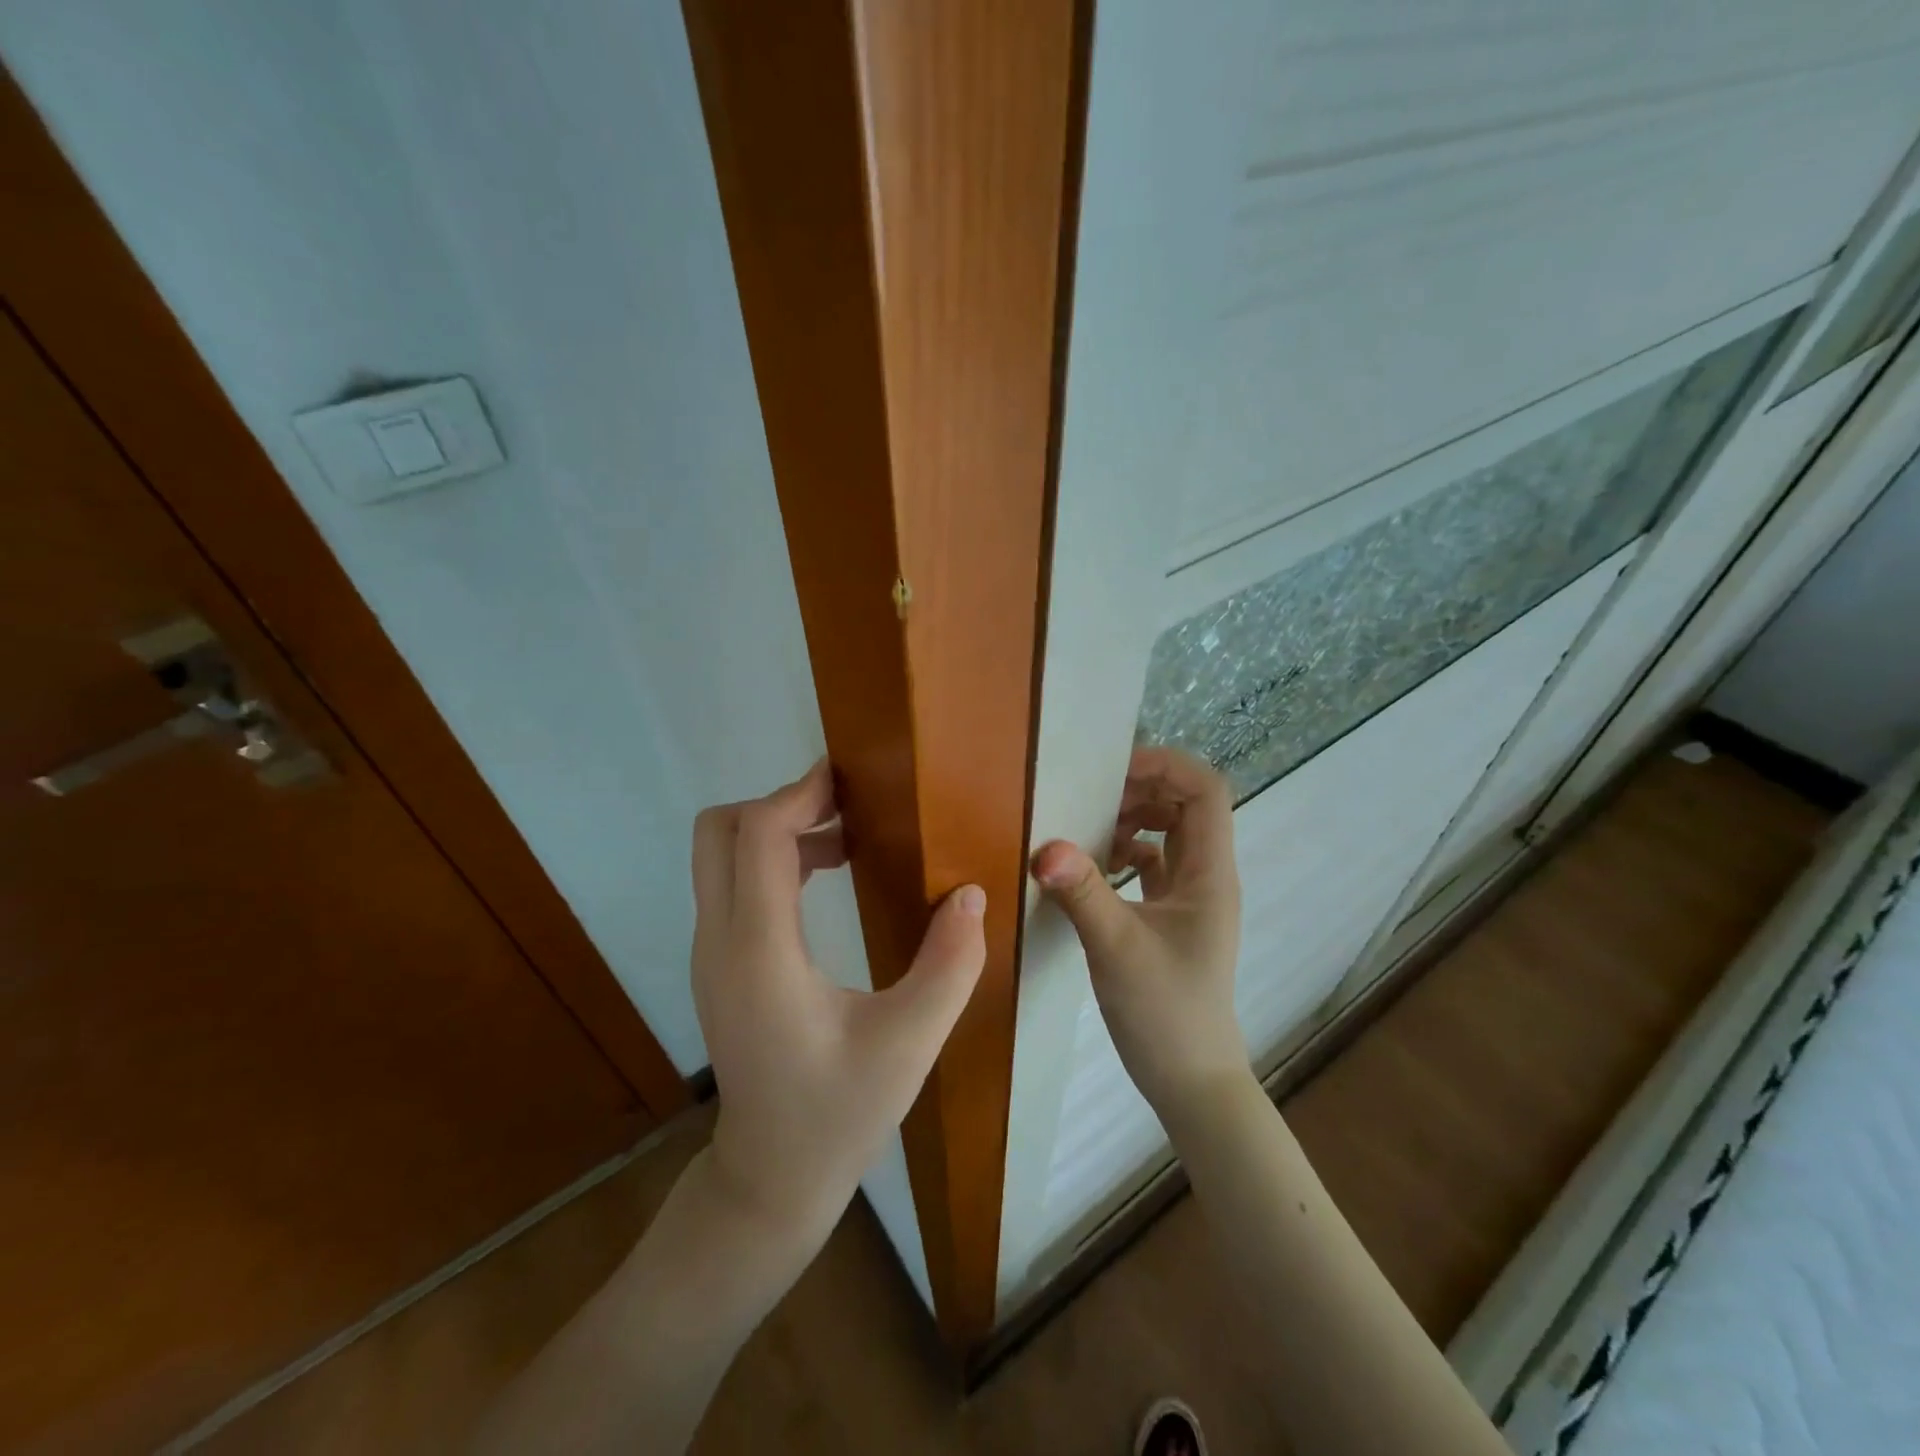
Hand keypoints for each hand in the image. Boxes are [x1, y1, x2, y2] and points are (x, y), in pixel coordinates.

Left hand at [690, 760, 986, 1252]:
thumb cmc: (840, 1114)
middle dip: (780, 803)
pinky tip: (827, 875)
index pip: (757, 838)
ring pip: (722, 854)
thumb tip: (971, 894)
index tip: (850, 781)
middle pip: (719, 831)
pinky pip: (733, 883)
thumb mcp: (910, 1043)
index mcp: (760, 954)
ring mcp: (712, 953)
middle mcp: (720, 942)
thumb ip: (949, 965)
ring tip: (849, 836)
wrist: (770, 1179)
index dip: (799, 795)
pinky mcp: (719, 964)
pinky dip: (773, 859)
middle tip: (848, 805)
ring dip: (778, 829)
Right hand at [1030, 746, 1245, 1121]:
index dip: (1165, 766)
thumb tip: (1044, 845)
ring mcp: (1190, 896)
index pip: (1205, 790)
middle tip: (1088, 796)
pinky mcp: (1171, 916)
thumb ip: (1083, 892)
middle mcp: (1206, 875)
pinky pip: (1152, 863)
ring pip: (1168, 832)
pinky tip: (1093, 867)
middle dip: (1140, 788)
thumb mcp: (1117, 948)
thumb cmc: (1165, 1012)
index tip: (1112, 772)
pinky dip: (1125, 852)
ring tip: (1086, 828)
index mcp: (1209, 872)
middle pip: (1185, 804)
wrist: (1190, 1079)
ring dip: (1131, 819)